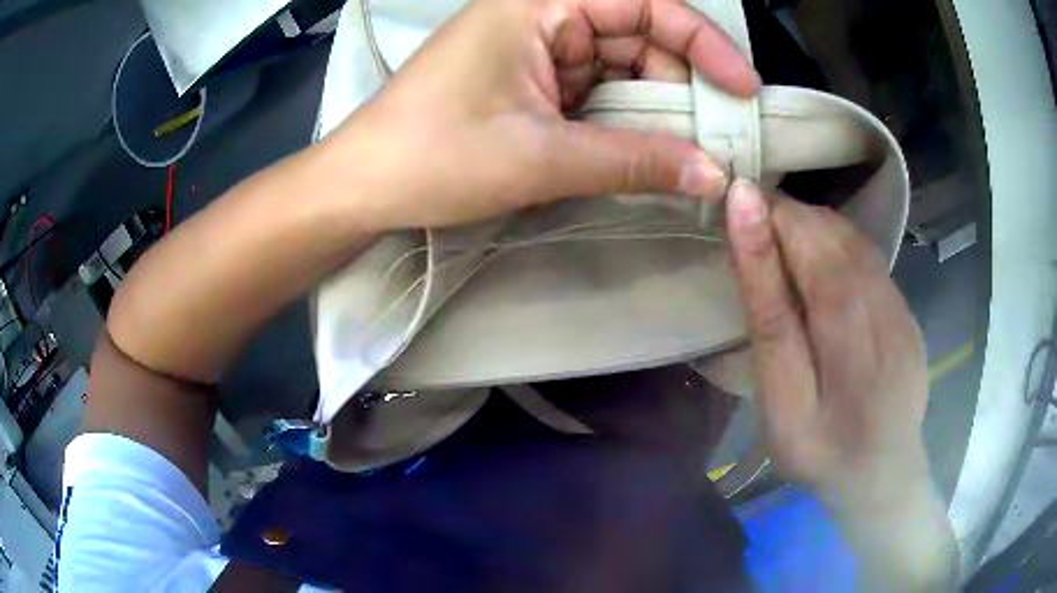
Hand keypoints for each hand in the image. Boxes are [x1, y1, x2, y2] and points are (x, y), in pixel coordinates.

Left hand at [324, 0, 758, 230]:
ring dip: (659, 108)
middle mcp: (543, 14)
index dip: (701, 40)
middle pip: (639, 36)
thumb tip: (714, 173)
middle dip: (684, 84)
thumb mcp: (540, 157)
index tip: (743, 88)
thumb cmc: (435, 157)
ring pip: (624, 67)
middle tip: (721, 139)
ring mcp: (538, 49)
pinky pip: (599, 91)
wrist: (365, 185)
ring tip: (692, 154)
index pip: (642, 3)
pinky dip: (628, 119)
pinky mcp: (533, 82)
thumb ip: (634, 161)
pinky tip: (650, 151)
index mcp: (539, 2)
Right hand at [724, 181, 930, 505]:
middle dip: (787, 220)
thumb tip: (748, 220)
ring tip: (779, 254)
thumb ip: (769, 310)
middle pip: (832, 229)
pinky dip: (836, 252)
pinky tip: (820, 279)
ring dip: (811, 232)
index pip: (808, 234)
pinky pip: (869, 260)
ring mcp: (901, 303)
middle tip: (750, 238)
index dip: (769, 213)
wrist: (882, 479)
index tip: (733, 211)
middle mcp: (883, 298)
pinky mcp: (907, 311)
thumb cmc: (820, 451)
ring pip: (852, 239)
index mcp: (850, 323)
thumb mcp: (782, 396)